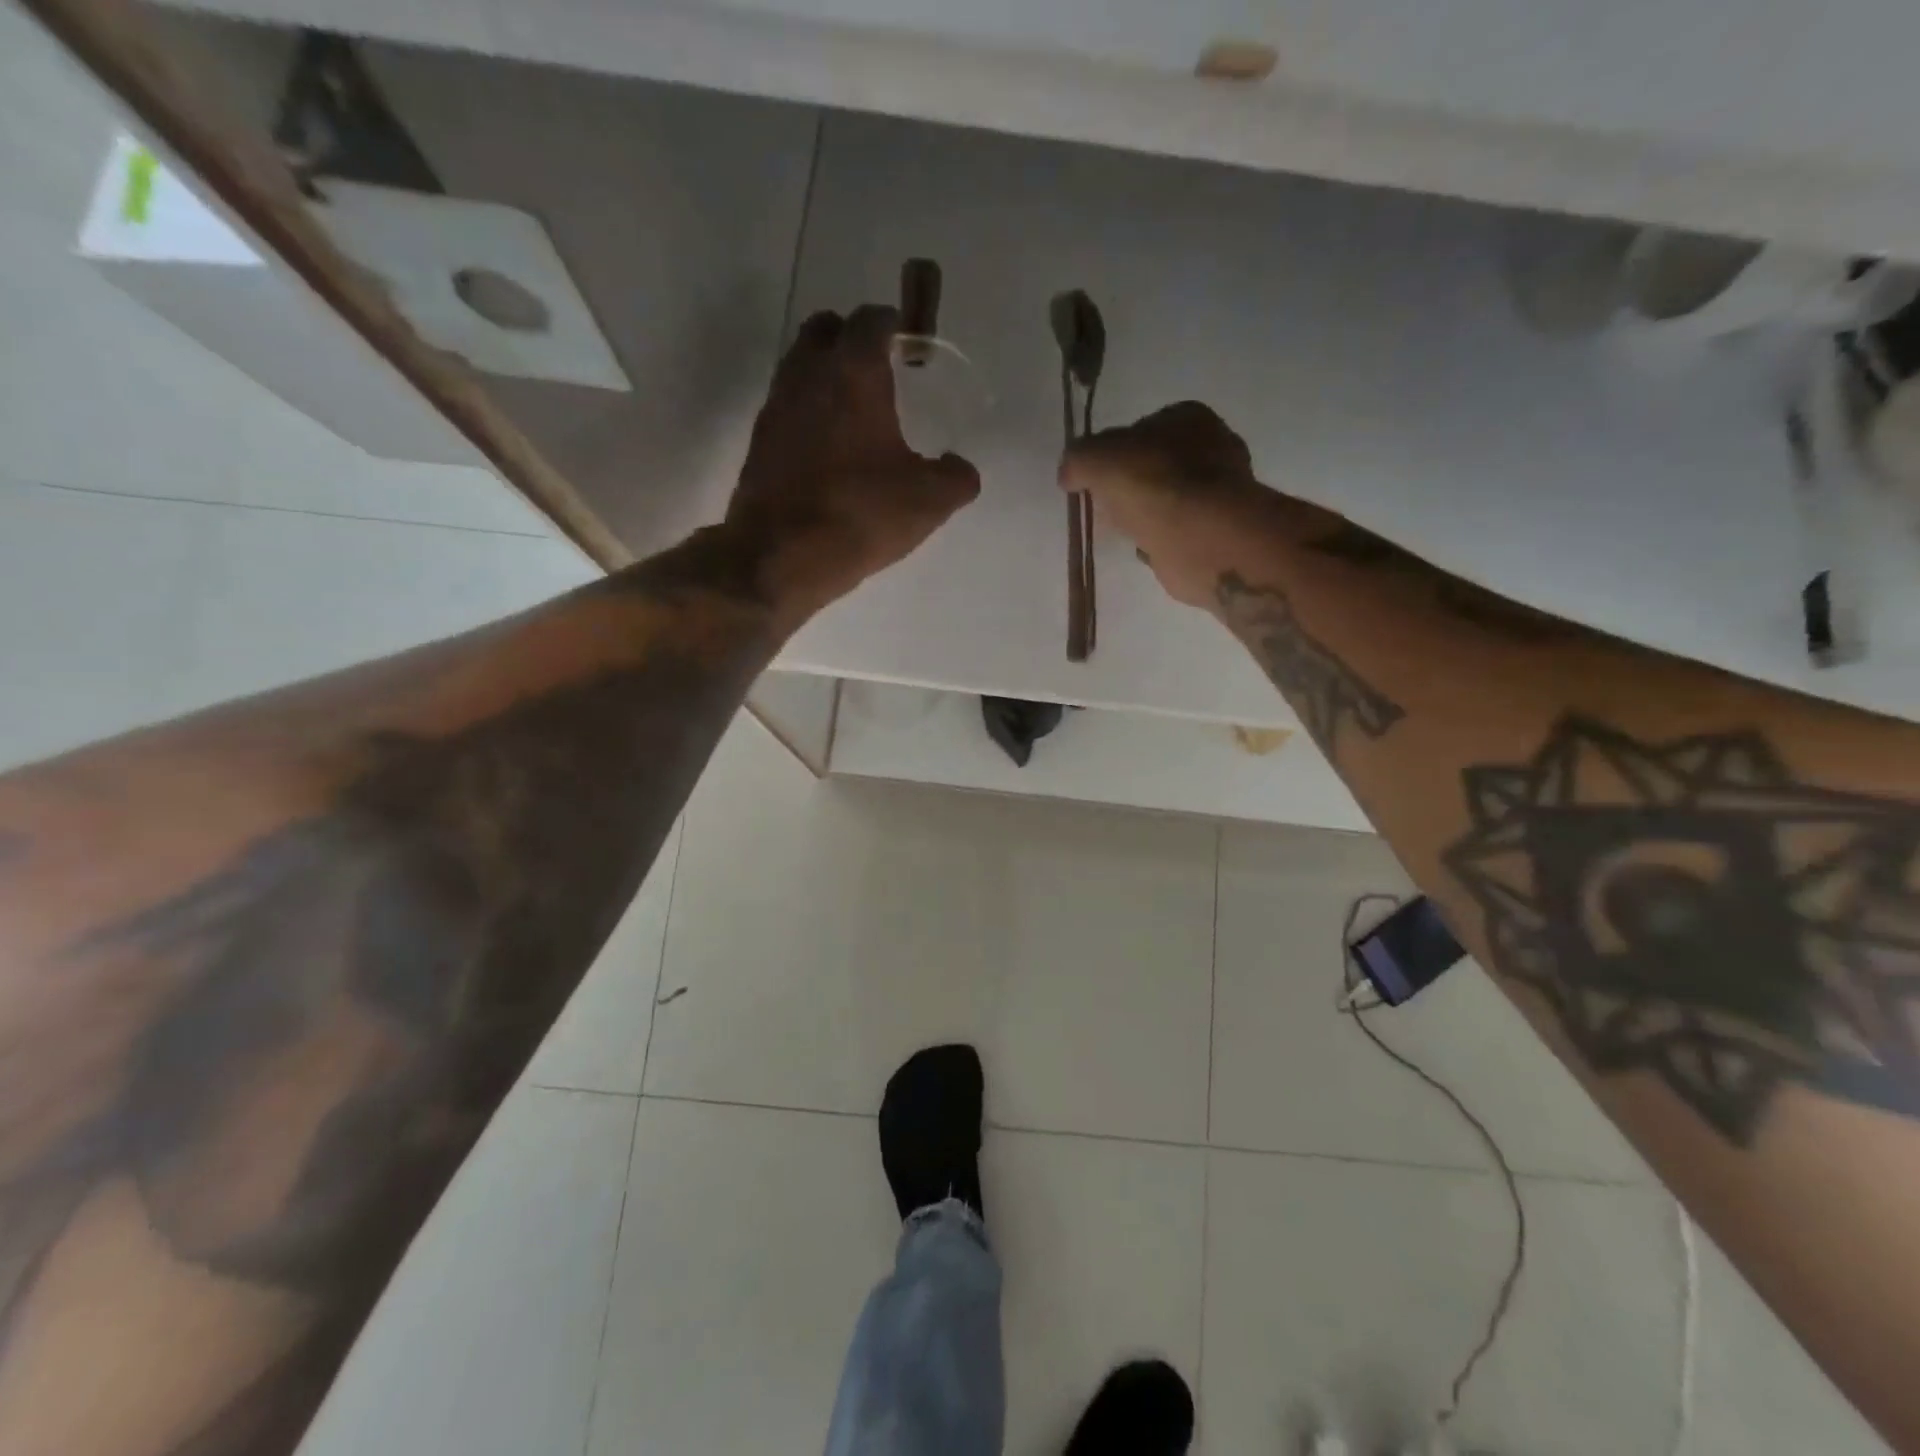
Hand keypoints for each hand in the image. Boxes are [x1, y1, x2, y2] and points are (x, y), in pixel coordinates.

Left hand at [730, 304, 979, 617]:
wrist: (778, 558)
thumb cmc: (859, 515)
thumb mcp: (929, 501)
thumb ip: (956, 477)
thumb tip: (960, 468)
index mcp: (853, 372)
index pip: (872, 320)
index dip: (896, 326)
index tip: (912, 347)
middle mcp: (808, 374)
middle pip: (826, 330)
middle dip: (854, 340)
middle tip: (882, 372)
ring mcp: (776, 406)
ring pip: (801, 366)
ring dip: (827, 375)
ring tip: (858, 413)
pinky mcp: (759, 442)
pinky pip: (788, 407)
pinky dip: (810, 412)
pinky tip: (831, 450)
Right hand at [1059, 401, 1316, 609]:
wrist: (1201, 537)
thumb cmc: (1153, 484)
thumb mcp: (1098, 459)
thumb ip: (1078, 460)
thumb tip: (1068, 474)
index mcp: (1189, 417)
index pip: (1141, 428)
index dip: (1113, 451)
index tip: (1094, 477)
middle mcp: (1212, 446)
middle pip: (1156, 464)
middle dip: (1130, 484)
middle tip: (1105, 505)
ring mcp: (1220, 491)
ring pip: (1167, 498)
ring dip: (1145, 513)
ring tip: (1122, 529)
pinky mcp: (1217, 530)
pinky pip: (1177, 529)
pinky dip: (1160, 538)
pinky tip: (1145, 547)